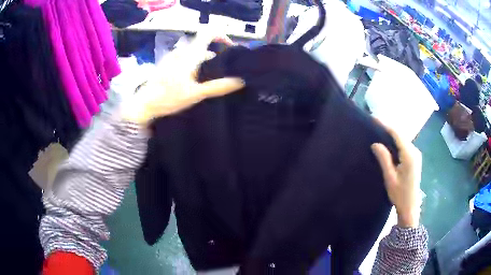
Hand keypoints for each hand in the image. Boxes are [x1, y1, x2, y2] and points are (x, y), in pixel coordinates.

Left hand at [121, 30, 244, 124]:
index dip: (221, 35)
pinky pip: (185, 57)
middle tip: (223, 65)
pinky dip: (194, 62)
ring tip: (211, 74)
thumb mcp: (196, 94)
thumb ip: (217, 87)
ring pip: (193, 51)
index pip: (208, 33)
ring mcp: (173, 57)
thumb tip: (239, 81)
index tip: (229, 47)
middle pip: (202, 43)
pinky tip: (194, 77)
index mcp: (190, 54)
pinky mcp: (167, 63)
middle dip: (215, 51)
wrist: (144, 104)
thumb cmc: (169, 98)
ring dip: (204, 58)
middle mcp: (181, 51)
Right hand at [371, 122, 422, 227]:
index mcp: (409, 155)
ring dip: (392, 136)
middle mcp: (414, 151)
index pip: (397, 134)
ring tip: (379, 134)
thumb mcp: (390, 178)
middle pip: (400, 135)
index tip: (373, 119)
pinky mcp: (415, 158)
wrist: (410, 207)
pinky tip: (388, 145)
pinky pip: (405, 146)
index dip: (385, 125)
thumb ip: (384, 159)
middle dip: (388, 129)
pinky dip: (396, 143)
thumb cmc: (399, 195)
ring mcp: (416, 154)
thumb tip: (375, 143)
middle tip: (374, 126)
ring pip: (403, 140)